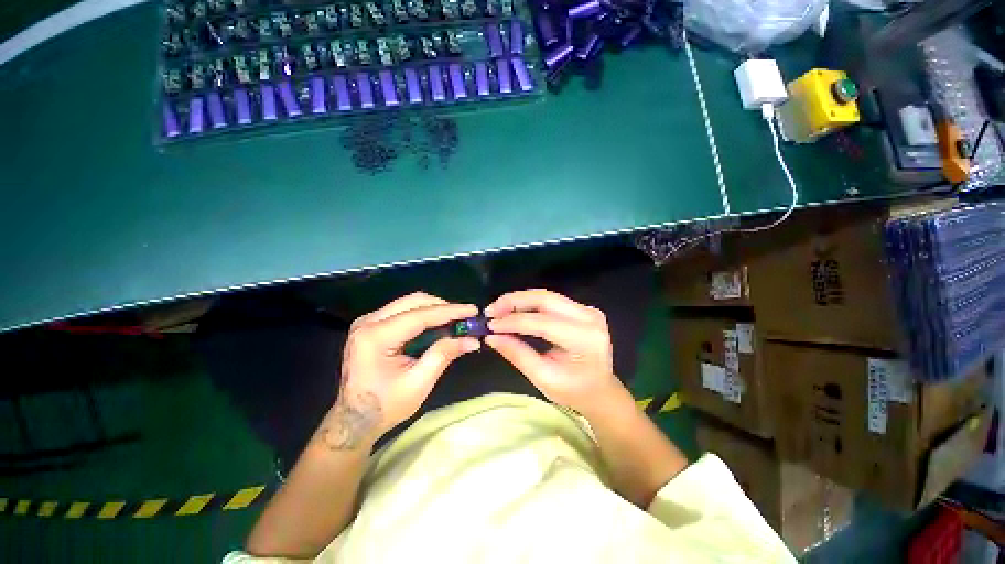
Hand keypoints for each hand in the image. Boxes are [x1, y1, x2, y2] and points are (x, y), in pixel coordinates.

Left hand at [324, 293, 479, 449]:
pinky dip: (424, 315)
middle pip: (414, 302)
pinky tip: (438, 325)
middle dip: (443, 307)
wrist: (354, 419)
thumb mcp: (419, 383)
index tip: (472, 310)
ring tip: (455, 321)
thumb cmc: (385, 405)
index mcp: (376, 337)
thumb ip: (444, 355)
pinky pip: (403, 311)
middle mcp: (369, 322)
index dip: (449, 311)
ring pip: (409, 303)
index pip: (420, 315)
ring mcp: (368, 321)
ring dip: (434, 309)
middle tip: (465, 317)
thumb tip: (472, 340)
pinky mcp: (372, 325)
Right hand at [484, 289, 629, 417]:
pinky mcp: (581, 309)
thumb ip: (517, 354)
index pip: (543, 323)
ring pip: (546, 296)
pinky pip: (551, 301)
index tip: (490, 325)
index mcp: (584, 339)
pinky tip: (514, 310)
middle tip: (491, 310)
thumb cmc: (574, 391)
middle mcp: (589, 317)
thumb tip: (491, 336)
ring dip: (519, 300)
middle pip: (545, 299)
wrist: (600, 390)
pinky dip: (529, 304)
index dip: (513, 322)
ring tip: (498, 310)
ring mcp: (587, 310)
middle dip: (514, 302)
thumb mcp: (543, 378)